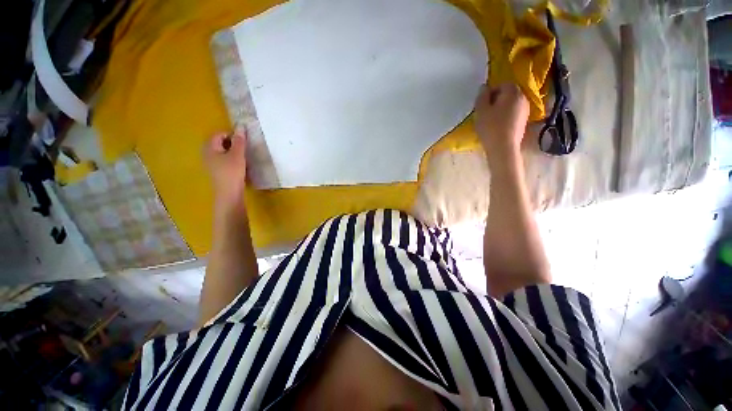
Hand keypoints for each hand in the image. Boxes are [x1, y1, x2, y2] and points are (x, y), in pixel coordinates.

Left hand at [204, 130, 246, 206]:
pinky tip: (238, 166)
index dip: (231, 135)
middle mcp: (206, 154)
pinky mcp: (216, 171)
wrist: (229, 193)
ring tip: (242, 157)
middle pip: (219, 143)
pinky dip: (230, 159)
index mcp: (209, 148)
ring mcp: (210, 164)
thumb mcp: (238, 155)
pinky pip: (222, 160)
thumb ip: (239, 141)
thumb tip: (240, 126)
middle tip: (243, 149)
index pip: (218, 135)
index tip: (242, 142)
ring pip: (221, 152)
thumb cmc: (232, 172)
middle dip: (232, 144)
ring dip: (232, 152)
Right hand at [474, 83, 529, 162]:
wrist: (503, 148)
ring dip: (501, 108)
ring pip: (511, 104)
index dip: (491, 92)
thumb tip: (484, 87)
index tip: (482, 104)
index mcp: (513, 92)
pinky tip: (498, 126)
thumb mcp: (481, 110)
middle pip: (508, 94)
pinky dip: (506, 116)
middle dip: (496, 100)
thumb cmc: (490, 127)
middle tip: (485, 111)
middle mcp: (523, 98)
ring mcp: (525, 111)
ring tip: (490, 119)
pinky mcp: (524, 122)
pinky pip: (513, 114)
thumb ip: (482, 96)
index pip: (503, 84)